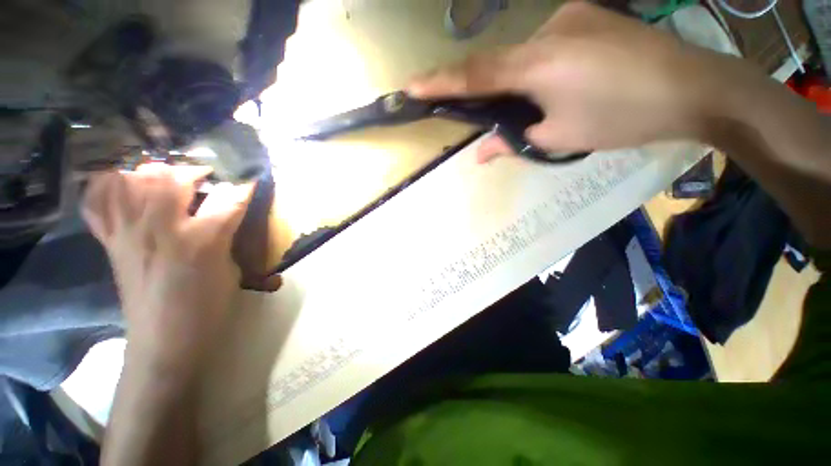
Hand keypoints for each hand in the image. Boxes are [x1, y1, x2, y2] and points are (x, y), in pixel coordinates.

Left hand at [83, 164, 253, 375]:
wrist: (164, 342)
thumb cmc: (208, 306)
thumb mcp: (232, 270)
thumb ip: (226, 235)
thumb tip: (225, 213)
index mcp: (201, 240)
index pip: (229, 199)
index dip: (244, 185)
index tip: (252, 178)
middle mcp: (159, 229)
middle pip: (171, 178)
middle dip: (194, 171)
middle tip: (207, 179)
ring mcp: (128, 233)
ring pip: (132, 180)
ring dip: (153, 174)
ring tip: (167, 181)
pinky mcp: (111, 242)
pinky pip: (99, 202)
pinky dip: (109, 188)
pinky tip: (126, 189)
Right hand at [409, 1, 724, 160]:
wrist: (694, 88)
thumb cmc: (624, 118)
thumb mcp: (560, 138)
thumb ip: (513, 142)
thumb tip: (479, 153)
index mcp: (539, 64)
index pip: (474, 74)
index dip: (439, 82)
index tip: (410, 86)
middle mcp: (548, 30)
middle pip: (498, 63)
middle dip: (487, 90)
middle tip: (491, 113)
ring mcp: (571, 16)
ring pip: (524, 54)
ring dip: (520, 82)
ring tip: (545, 103)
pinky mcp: (588, 15)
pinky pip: (546, 44)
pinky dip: (541, 67)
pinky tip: (564, 82)